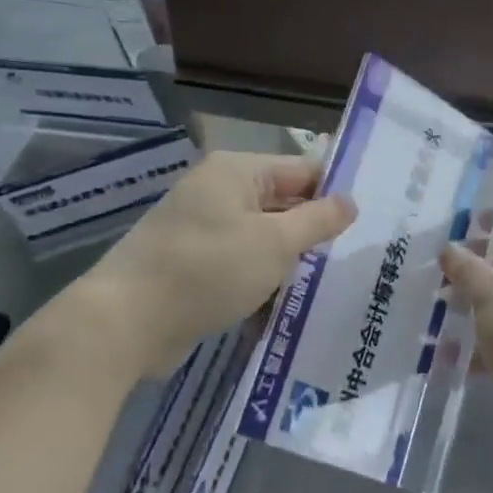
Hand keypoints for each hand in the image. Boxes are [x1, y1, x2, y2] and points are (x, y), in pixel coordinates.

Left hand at [65, 150, 355, 374]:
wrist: (125, 322)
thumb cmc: (207, 270)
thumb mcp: (274, 243)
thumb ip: (317, 220)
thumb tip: (350, 201)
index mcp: (236, 172)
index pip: (302, 170)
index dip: (334, 193)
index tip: (368, 221)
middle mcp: (216, 191)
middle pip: (281, 203)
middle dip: (312, 230)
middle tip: (355, 256)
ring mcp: (200, 228)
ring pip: (261, 236)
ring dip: (288, 259)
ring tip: (327, 283)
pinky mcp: (190, 263)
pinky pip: (238, 262)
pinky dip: (260, 277)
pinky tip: (285, 302)